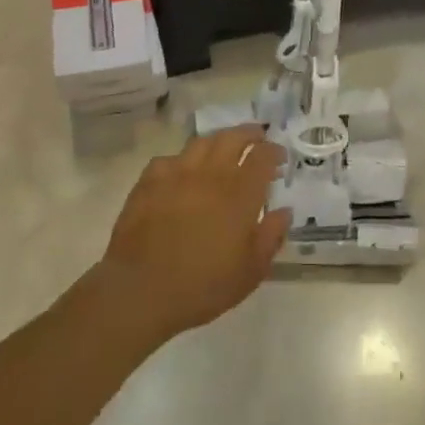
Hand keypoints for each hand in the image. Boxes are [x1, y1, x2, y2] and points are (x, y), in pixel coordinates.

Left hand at [95, 126, 290, 344]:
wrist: (141, 291)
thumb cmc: (202, 286)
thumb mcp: (250, 271)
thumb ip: (271, 236)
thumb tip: (284, 211)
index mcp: (239, 193)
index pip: (262, 157)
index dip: (274, 151)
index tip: (280, 157)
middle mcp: (211, 174)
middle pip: (233, 138)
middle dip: (249, 133)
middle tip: (257, 137)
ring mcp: (178, 173)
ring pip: (202, 142)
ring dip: (218, 140)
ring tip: (223, 148)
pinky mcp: (149, 181)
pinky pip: (169, 159)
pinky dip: (181, 160)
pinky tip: (182, 172)